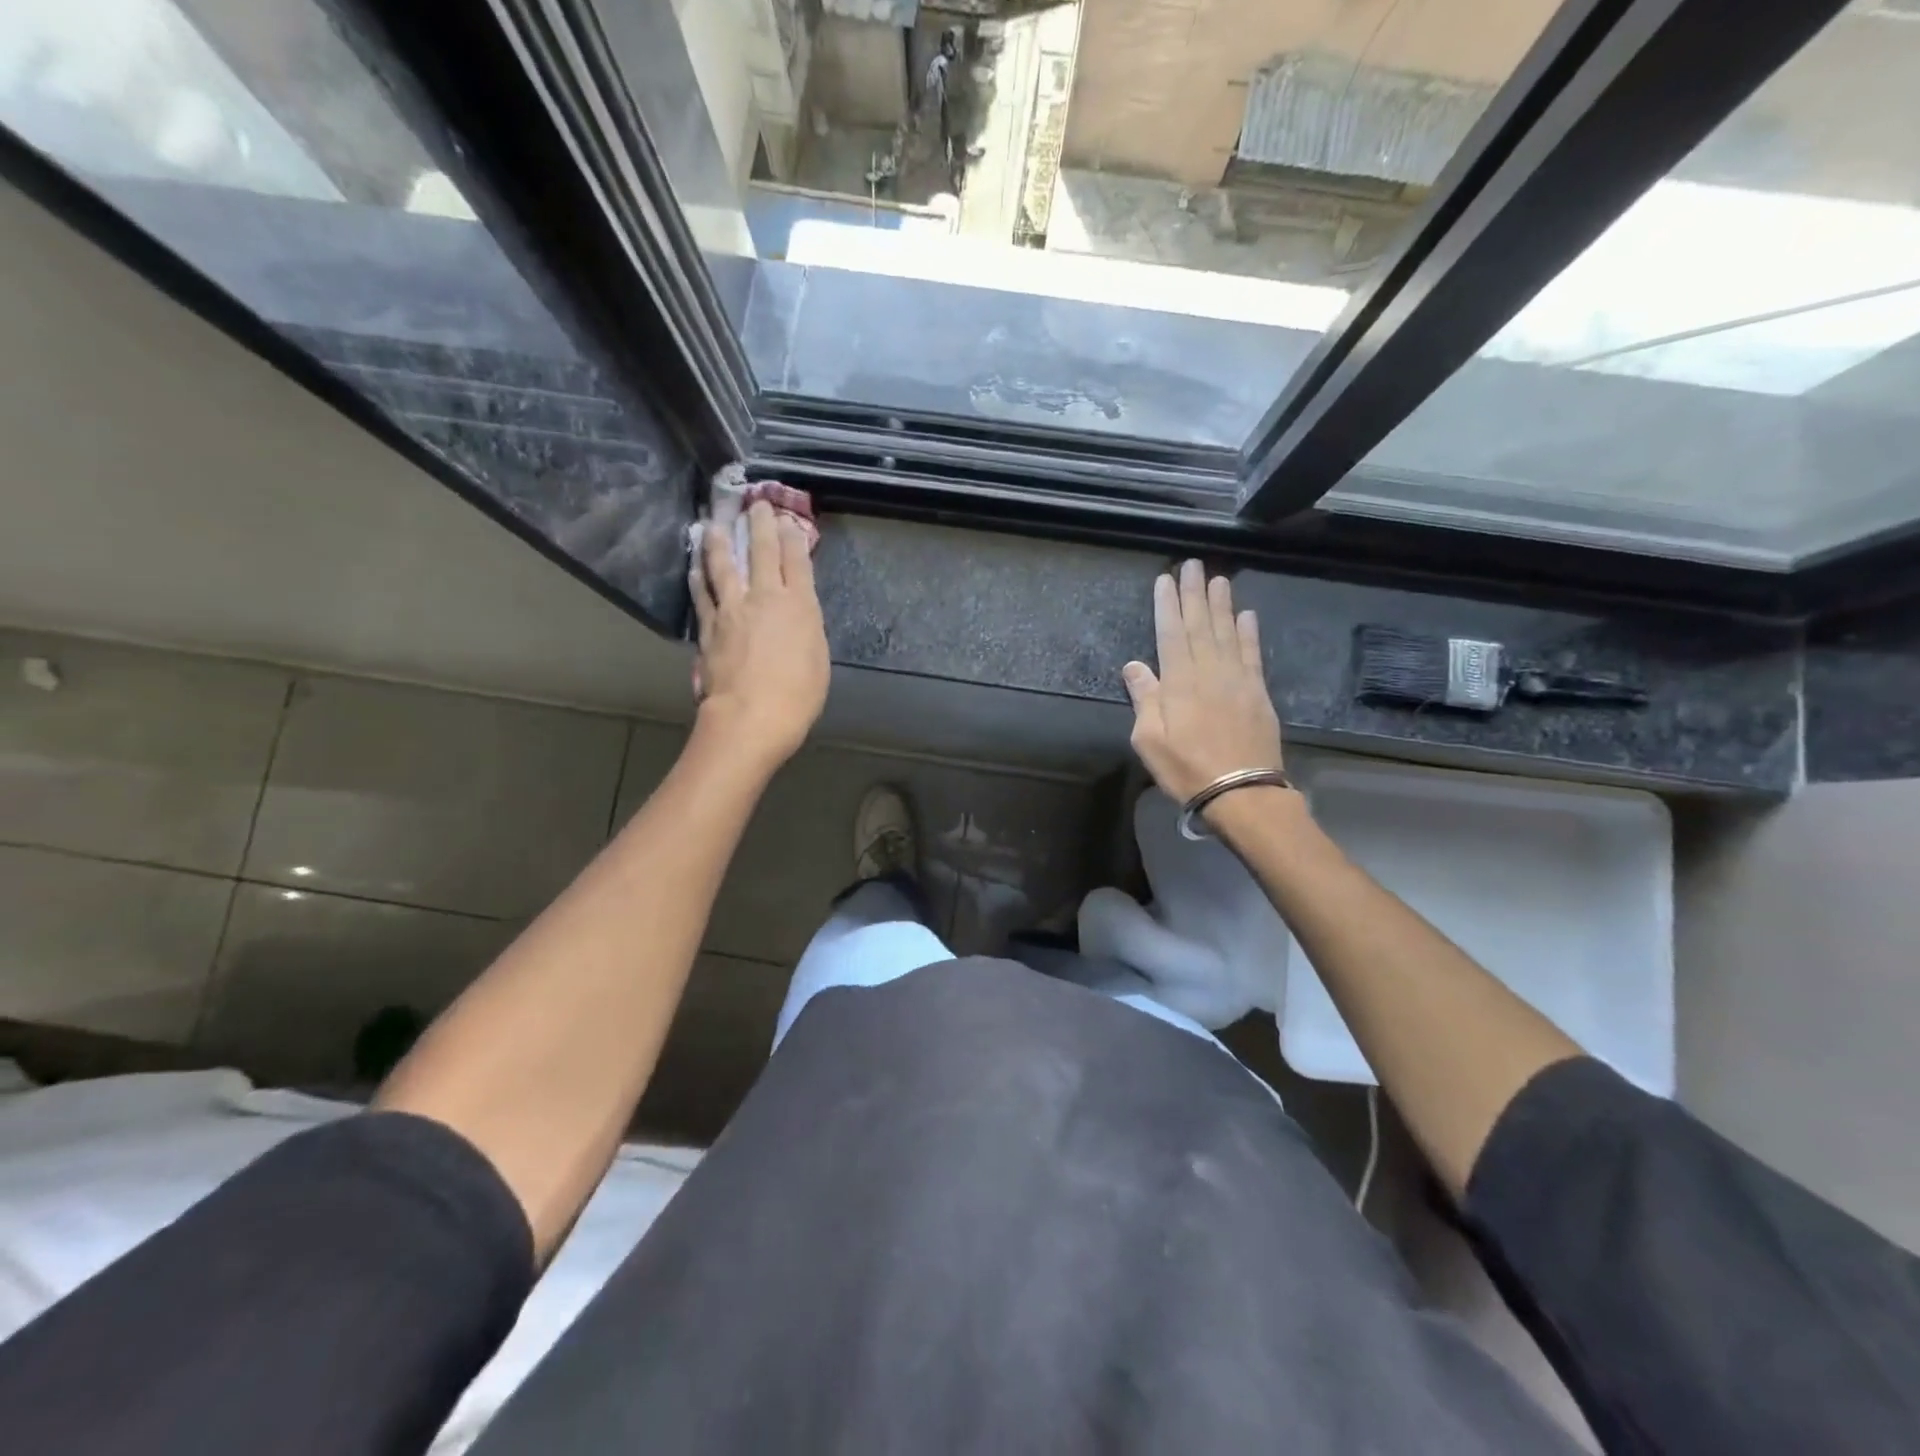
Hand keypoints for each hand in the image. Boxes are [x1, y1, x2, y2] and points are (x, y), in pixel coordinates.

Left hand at [690, 500, 829, 772]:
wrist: (751, 717)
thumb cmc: (798, 696)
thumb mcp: (817, 658)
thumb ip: (806, 627)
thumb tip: (796, 611)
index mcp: (799, 605)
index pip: (796, 560)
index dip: (792, 536)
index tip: (786, 518)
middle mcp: (764, 598)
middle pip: (761, 552)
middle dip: (759, 524)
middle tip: (755, 504)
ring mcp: (732, 610)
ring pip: (723, 565)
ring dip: (720, 541)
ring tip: (715, 523)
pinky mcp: (708, 627)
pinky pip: (702, 594)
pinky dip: (699, 576)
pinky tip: (695, 565)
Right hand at [1122, 560, 1283, 808]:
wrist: (1241, 792)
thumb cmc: (1186, 768)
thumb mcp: (1149, 739)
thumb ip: (1144, 698)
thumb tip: (1134, 665)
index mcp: (1179, 681)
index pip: (1170, 633)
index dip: (1167, 605)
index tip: (1165, 579)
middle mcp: (1209, 671)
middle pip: (1200, 625)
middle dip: (1194, 594)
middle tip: (1193, 565)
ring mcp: (1237, 680)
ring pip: (1227, 633)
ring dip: (1222, 604)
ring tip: (1218, 578)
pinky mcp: (1258, 692)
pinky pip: (1252, 654)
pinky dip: (1249, 632)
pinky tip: (1247, 615)